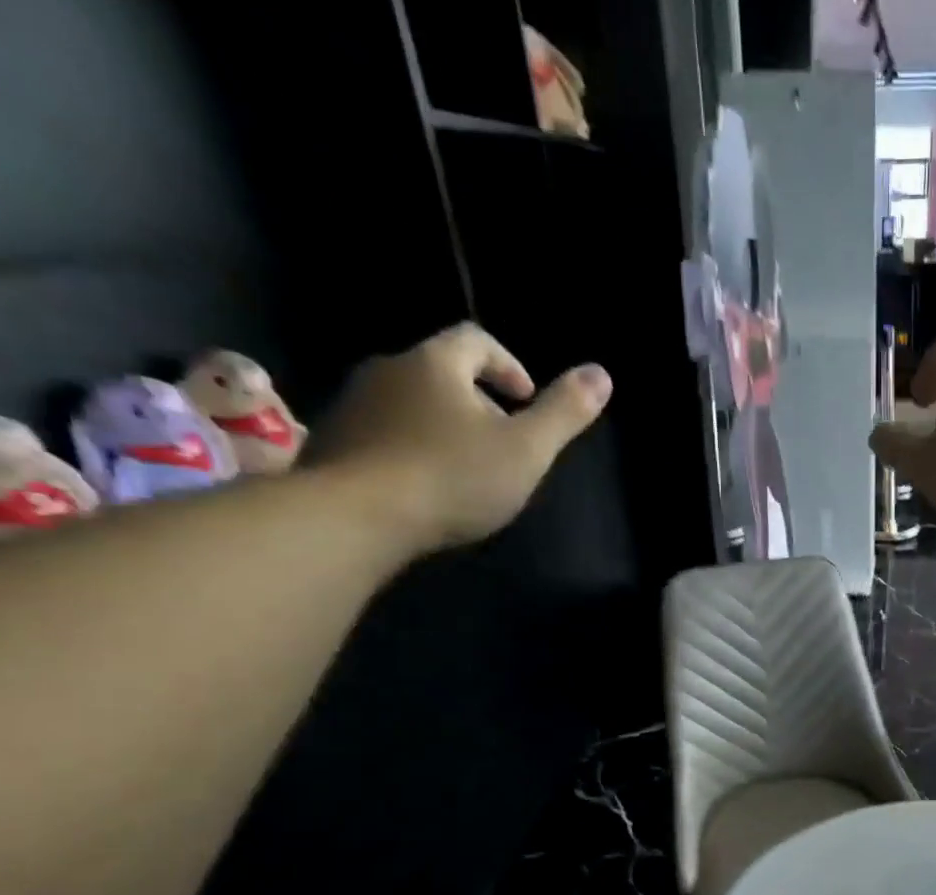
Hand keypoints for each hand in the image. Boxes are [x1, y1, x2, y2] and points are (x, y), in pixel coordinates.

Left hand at [304, 323, 611, 552]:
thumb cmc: (453, 477)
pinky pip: (381, 432)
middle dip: (475, 399)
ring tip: (463, 467)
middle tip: (501, 440)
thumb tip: (602, 373)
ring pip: (408, 402)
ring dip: (439, 424)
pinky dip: (408, 448)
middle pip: (439, 370)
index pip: (475, 339)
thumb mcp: (526, 450)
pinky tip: (423, 485)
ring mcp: (353, 404)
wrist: (357, 516)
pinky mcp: (333, 441)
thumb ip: (564, 413)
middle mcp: (387, 369)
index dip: (507, 365)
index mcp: (435, 362)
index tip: (526, 400)